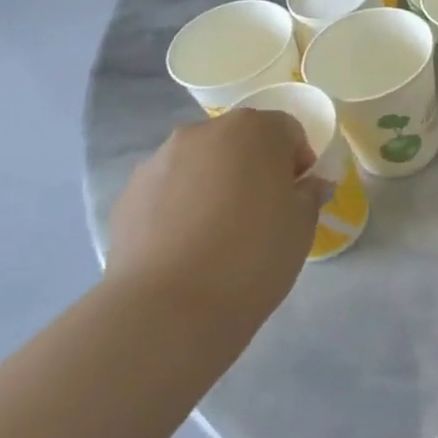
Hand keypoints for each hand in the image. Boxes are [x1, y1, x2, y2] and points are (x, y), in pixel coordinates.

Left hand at [107, 110, 330, 334]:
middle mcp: (204, 132)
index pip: (287, 131)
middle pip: (240, 141)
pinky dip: (180, 206)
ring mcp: (160, 160)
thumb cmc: (253, 256)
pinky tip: (186, 247)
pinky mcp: (128, 193)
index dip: (298, 162)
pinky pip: (168, 189)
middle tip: (261, 214)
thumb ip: (309, 195)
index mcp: (254, 130)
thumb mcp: (302, 226)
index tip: (297, 198)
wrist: (168, 307)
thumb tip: (308, 185)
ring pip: (201, 163)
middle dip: (254, 168)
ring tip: (218, 234)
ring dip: (214, 184)